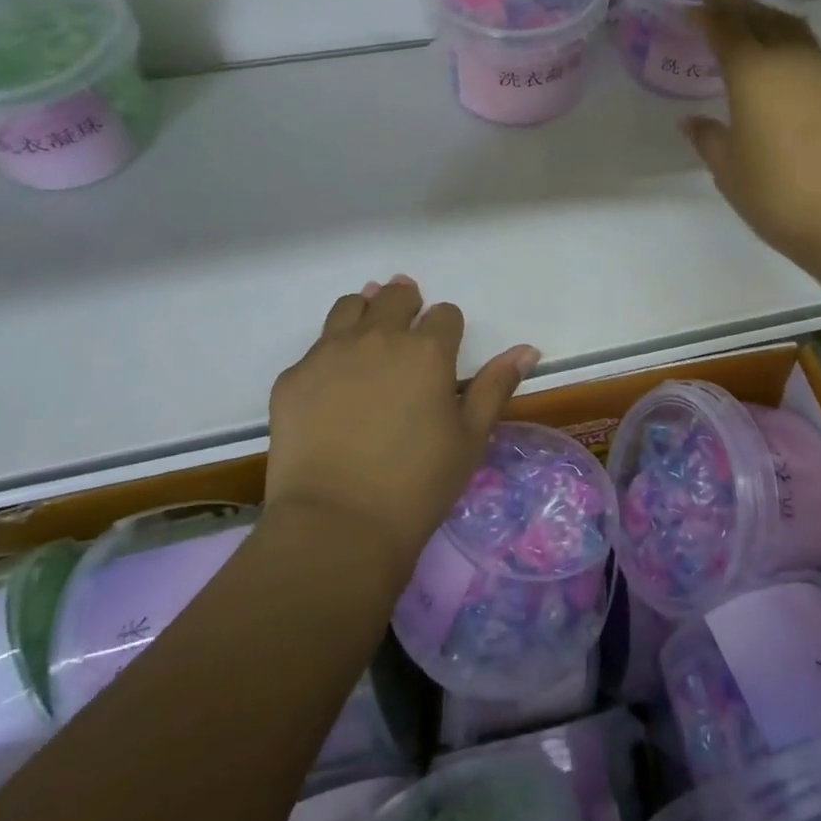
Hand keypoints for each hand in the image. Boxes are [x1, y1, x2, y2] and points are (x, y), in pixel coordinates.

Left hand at [265, 277, 538, 583]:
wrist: (336, 525)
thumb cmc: (417, 484)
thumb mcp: (470, 438)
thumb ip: (496, 387)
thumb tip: (527, 349)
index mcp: (427, 351)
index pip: (445, 314)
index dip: (447, 328)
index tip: (444, 350)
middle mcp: (378, 338)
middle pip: (394, 296)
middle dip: (406, 303)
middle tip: (408, 323)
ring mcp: (329, 353)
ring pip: (350, 307)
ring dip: (365, 311)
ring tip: (370, 334)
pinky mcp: (292, 377)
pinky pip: (315, 348)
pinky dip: (330, 353)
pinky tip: (333, 384)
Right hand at [683, 0, 820, 280]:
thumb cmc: (778, 194)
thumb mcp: (728, 170)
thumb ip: (709, 138)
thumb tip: (693, 121)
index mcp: (753, 74)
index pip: (726, 28)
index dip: (709, 10)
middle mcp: (791, 62)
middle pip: (761, 18)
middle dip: (737, 2)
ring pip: (793, 30)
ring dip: (768, 17)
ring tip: (753, 16)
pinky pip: (813, 53)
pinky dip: (793, 43)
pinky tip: (789, 59)